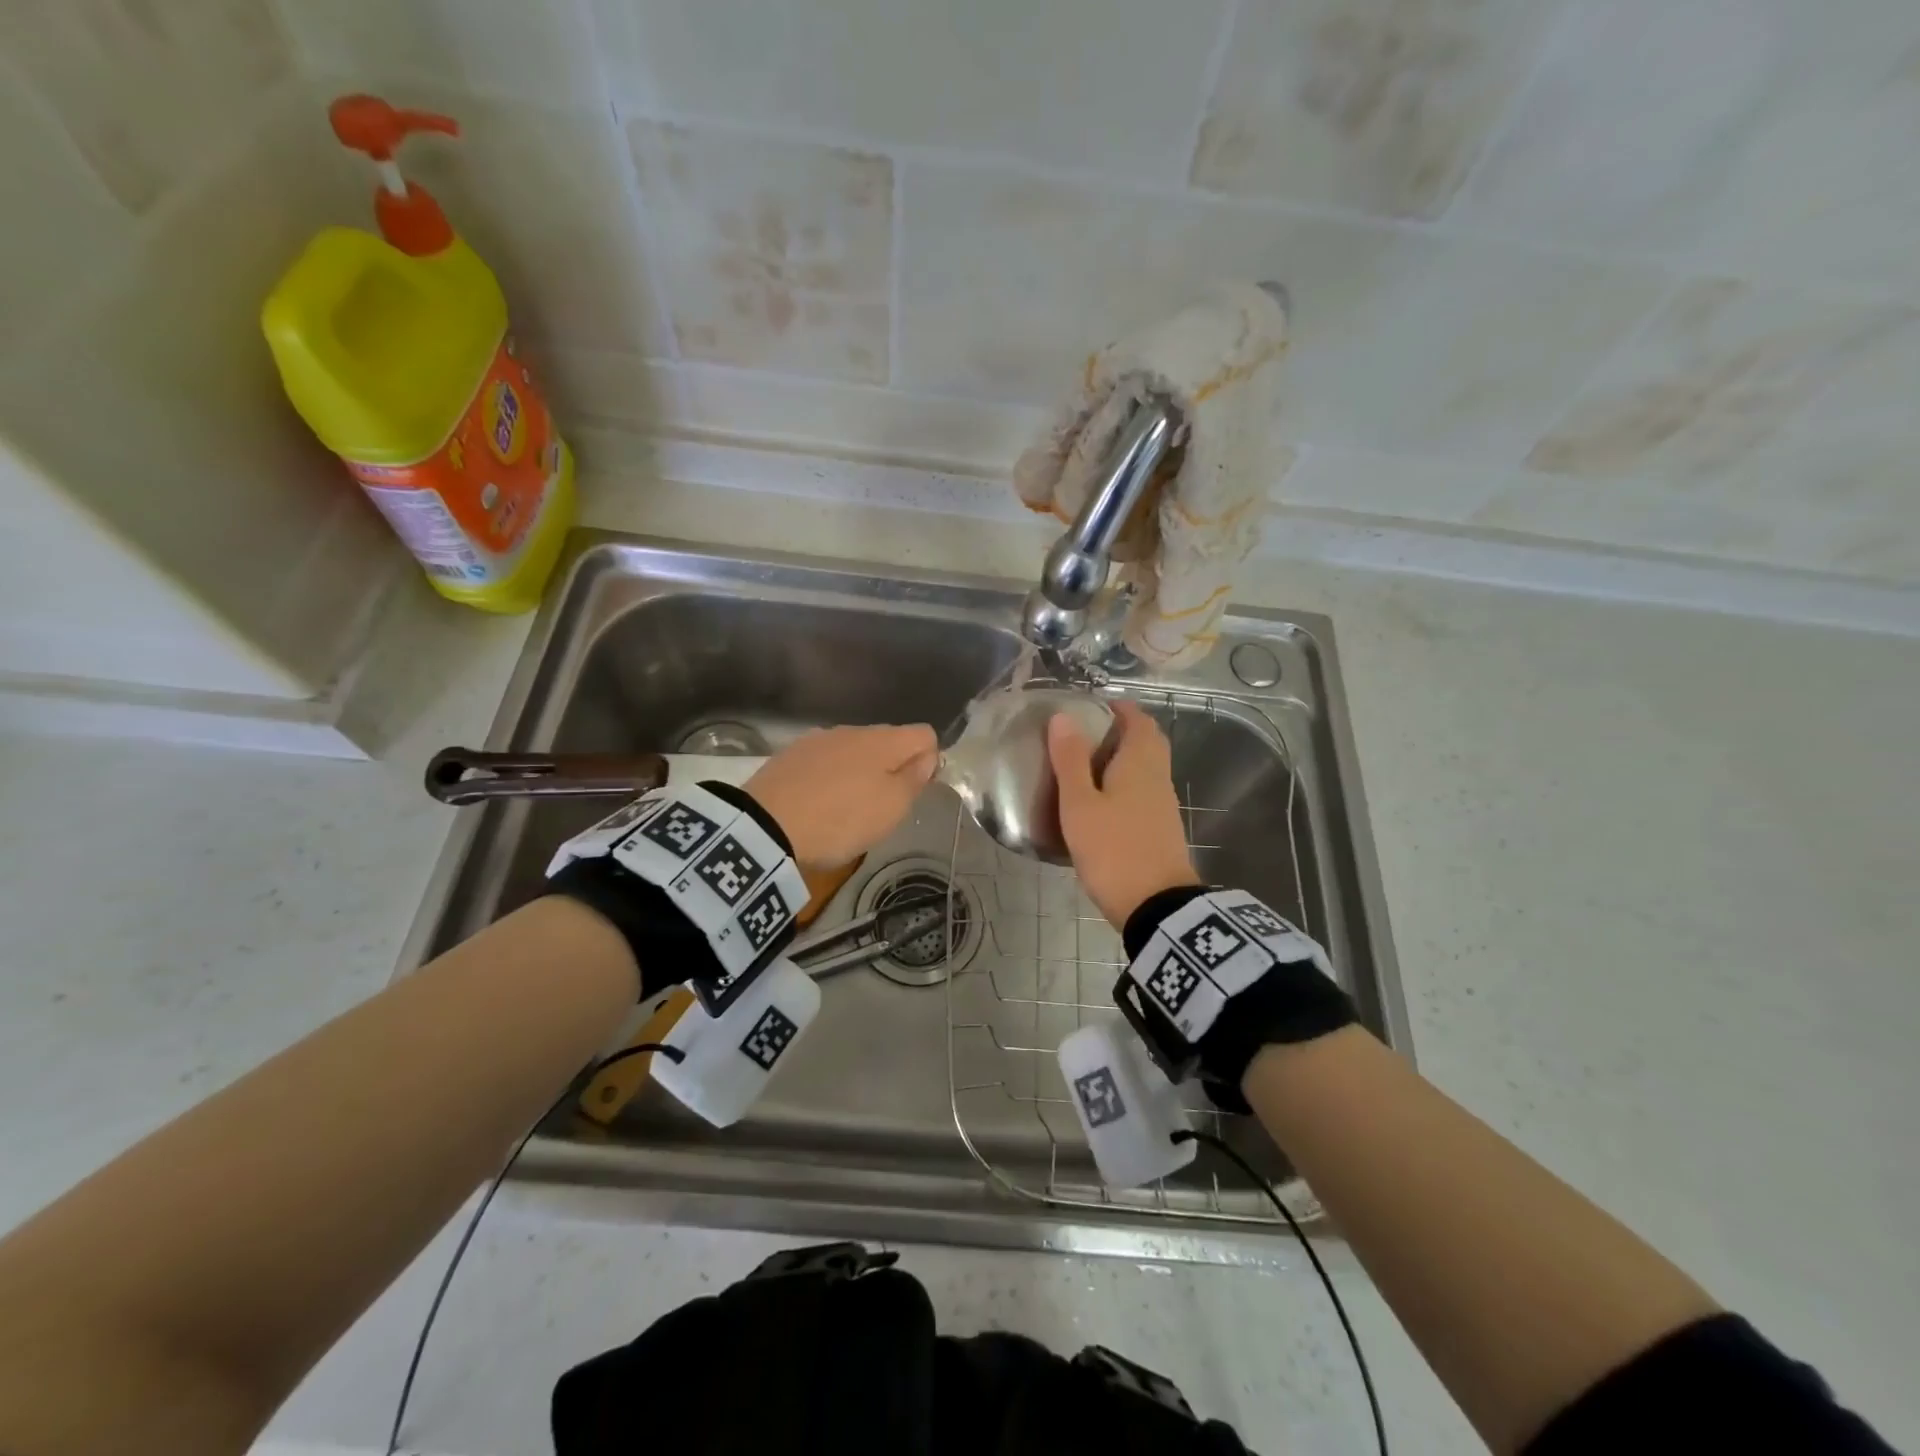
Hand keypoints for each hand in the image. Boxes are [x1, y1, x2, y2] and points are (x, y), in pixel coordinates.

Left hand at [746, 724, 937, 867]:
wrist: (765, 826)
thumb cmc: (841, 819)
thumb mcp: (891, 808)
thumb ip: (915, 778)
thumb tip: (928, 756)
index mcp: (883, 740)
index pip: (924, 733)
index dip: (929, 759)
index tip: (916, 790)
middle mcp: (852, 730)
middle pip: (888, 740)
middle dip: (893, 766)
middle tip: (884, 805)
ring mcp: (818, 739)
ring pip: (854, 749)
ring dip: (860, 770)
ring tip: (849, 806)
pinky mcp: (790, 755)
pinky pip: (825, 760)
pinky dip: (831, 776)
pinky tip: (819, 801)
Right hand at [1049, 700, 1199, 928]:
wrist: (1157, 906)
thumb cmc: (1113, 849)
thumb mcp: (1080, 805)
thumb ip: (1070, 760)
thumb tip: (1063, 717)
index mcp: (1140, 763)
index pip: (1138, 720)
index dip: (1118, 708)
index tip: (1091, 708)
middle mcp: (1158, 777)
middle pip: (1147, 742)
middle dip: (1121, 732)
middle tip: (1086, 736)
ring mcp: (1164, 805)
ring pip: (1146, 768)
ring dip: (1122, 760)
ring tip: (1084, 767)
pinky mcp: (1162, 829)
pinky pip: (1144, 792)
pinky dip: (1125, 786)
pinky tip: (1101, 803)